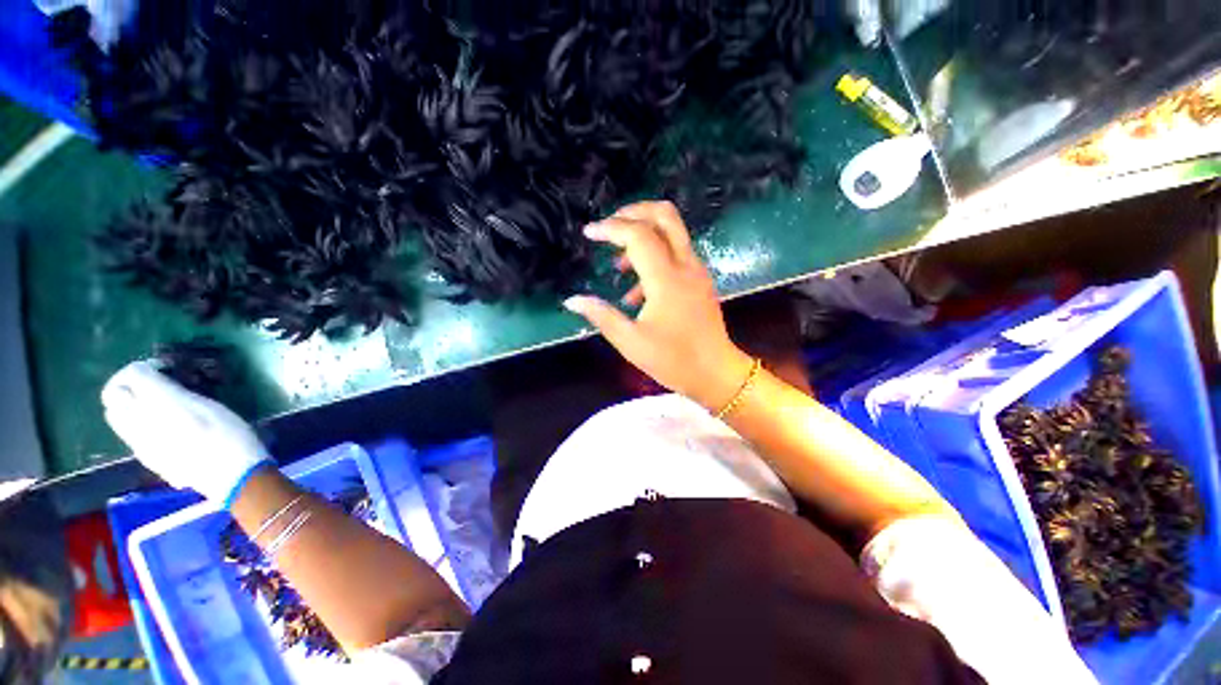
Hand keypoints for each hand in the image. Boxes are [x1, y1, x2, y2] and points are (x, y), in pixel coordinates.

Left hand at [101, 361, 271, 506]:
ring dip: (128, 404)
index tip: (165, 369)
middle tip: (150, 384)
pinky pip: (128, 432)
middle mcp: (140, 421)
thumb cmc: (230, 436)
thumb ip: (178, 393)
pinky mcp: (146, 456)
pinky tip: (161, 425)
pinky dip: (136, 421)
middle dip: (126, 384)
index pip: (132, 374)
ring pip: (115, 415)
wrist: (232, 476)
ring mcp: (140, 442)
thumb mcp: (210, 406)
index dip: (145, 366)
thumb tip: (159, 382)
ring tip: (154, 404)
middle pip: (113, 395)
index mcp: (160, 404)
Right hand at [564, 201, 753, 411]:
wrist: (716, 373)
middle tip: (610, 226)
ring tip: (619, 265)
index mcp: (666, 279)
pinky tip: (637, 291)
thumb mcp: (631, 342)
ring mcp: (696, 270)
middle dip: (634, 212)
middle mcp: (685, 266)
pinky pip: (676, 253)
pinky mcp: (700, 279)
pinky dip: (654, 256)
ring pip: (672, 231)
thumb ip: (601, 316)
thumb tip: (572, 300)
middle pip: (664, 215)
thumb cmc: (673, 360)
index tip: (588, 233)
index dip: (610, 228)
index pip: (638, 235)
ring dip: (643, 235)